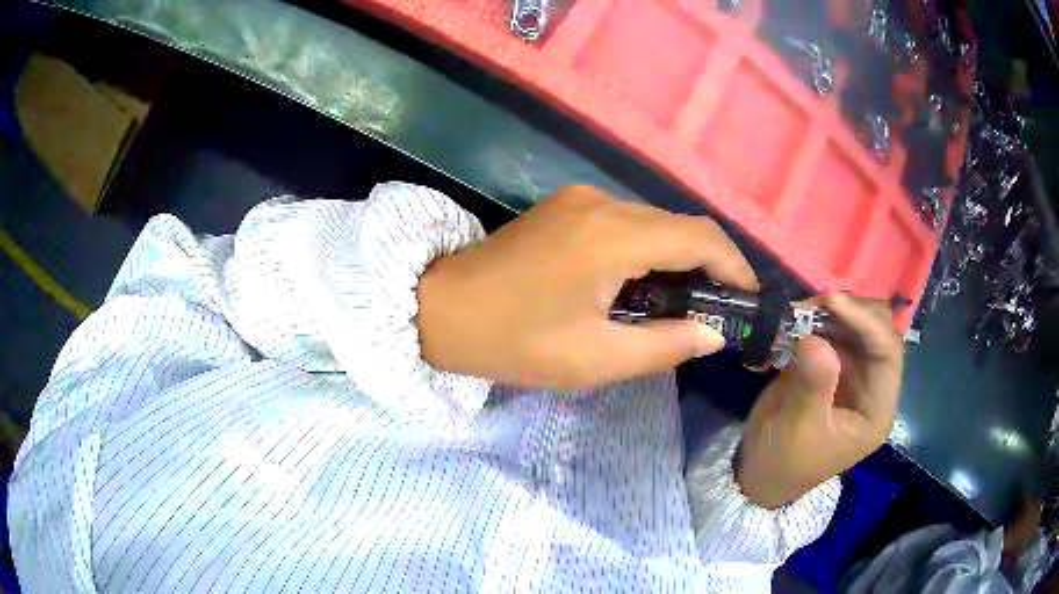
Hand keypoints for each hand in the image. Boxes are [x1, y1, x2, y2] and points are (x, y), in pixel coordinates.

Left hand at [416, 186, 757, 387]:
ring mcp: (580, 199)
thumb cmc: (514, 341)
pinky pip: (624, 222)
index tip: (747, 298)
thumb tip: (712, 333)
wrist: (440, 309)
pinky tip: (642, 283)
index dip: (734, 265)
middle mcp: (602, 203)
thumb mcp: (594, 359)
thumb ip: (663, 346)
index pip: (700, 237)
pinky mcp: (565, 206)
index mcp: (613, 236)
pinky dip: (647, 249)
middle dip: (708, 263)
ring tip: (683, 302)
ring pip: (653, 221)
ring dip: (677, 256)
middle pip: (679, 224)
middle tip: (718, 308)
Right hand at [736, 294, 902, 508]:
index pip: (887, 354)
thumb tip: (814, 340)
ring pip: (858, 324)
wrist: (761, 473)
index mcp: (876, 409)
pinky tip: (796, 319)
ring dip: (831, 312)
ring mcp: (854, 372)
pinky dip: (817, 319)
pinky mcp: (834, 364)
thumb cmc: (784, 460)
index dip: (866, 323)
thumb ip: (813, 385)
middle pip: (879, 332)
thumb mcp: (797, 429)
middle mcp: (873, 385)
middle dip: (850, 311)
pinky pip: (834, 330)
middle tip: (812, 305)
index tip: (832, 302)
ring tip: (798, 312)